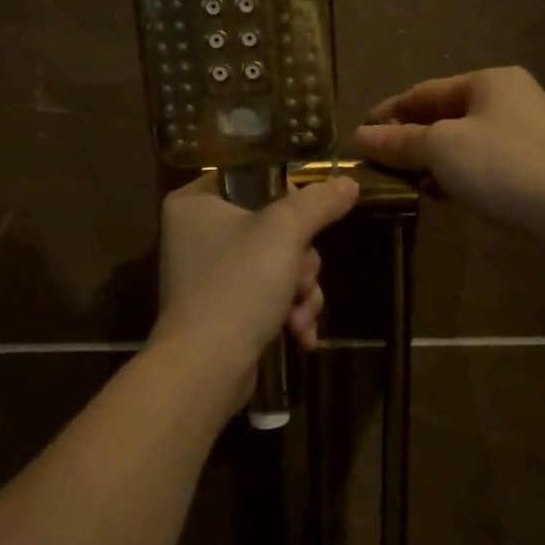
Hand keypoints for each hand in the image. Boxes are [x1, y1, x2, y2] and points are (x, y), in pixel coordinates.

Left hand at [150, 174, 360, 412]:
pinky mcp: (221, 310)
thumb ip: (319, 202)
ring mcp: (208, 275)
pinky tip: (300, 335)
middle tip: (300, 280)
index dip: (289, 198)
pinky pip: (266, 297)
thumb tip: (348, 183)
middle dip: (301, 262)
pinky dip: (287, 313)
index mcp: (195, 202)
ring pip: (277, 265)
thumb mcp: (286, 231)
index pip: (253, 178)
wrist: (206, 367)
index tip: (308, 220)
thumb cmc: (239, 284)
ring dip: (301, 292)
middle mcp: (195, 233)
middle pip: (273, 228)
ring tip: (300, 316)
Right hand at [352, 66, 544, 233]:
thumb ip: (399, 141)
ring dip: (432, 159)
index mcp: (490, 81)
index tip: (359, 135)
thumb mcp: (441, 148)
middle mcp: (512, 97)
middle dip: (410, 138)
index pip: (425, 91)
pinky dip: (459, 173)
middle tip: (379, 162)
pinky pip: (484, 162)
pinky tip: (443, 194)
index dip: (389, 112)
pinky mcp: (537, 164)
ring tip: (404, 182)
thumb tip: (360, 136)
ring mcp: (529, 131)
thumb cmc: (502, 167)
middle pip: (445, 115)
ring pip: (464, 140)